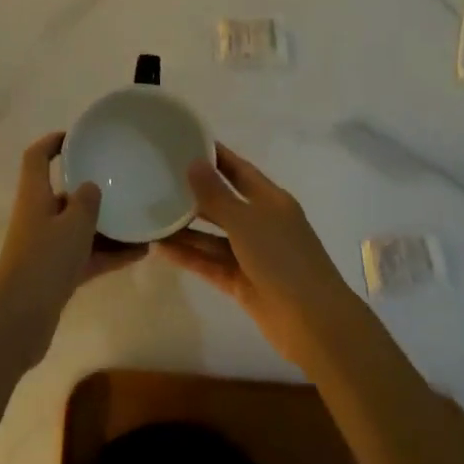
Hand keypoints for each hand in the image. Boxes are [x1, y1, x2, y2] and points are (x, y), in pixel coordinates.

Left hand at [0, 132, 145, 368]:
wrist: (19, 321)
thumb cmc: (43, 262)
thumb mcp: (72, 225)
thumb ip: (86, 202)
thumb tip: (91, 186)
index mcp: (34, 196)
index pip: (37, 157)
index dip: (52, 142)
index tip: (78, 137)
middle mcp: (38, 217)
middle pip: (63, 193)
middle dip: (91, 187)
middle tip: (123, 180)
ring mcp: (46, 247)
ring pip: (79, 227)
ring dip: (107, 225)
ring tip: (141, 220)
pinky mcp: (56, 274)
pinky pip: (87, 255)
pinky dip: (109, 253)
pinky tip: (140, 253)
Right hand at [155, 143, 360, 366]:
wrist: (313, 321)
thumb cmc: (283, 259)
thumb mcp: (246, 221)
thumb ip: (216, 195)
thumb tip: (193, 163)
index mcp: (270, 200)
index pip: (238, 170)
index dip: (215, 156)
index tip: (184, 142)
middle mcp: (260, 223)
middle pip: (222, 202)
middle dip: (193, 192)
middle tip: (157, 178)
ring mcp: (251, 254)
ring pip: (212, 236)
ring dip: (185, 228)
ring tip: (150, 215)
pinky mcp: (241, 281)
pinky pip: (209, 263)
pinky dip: (188, 256)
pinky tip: (160, 248)